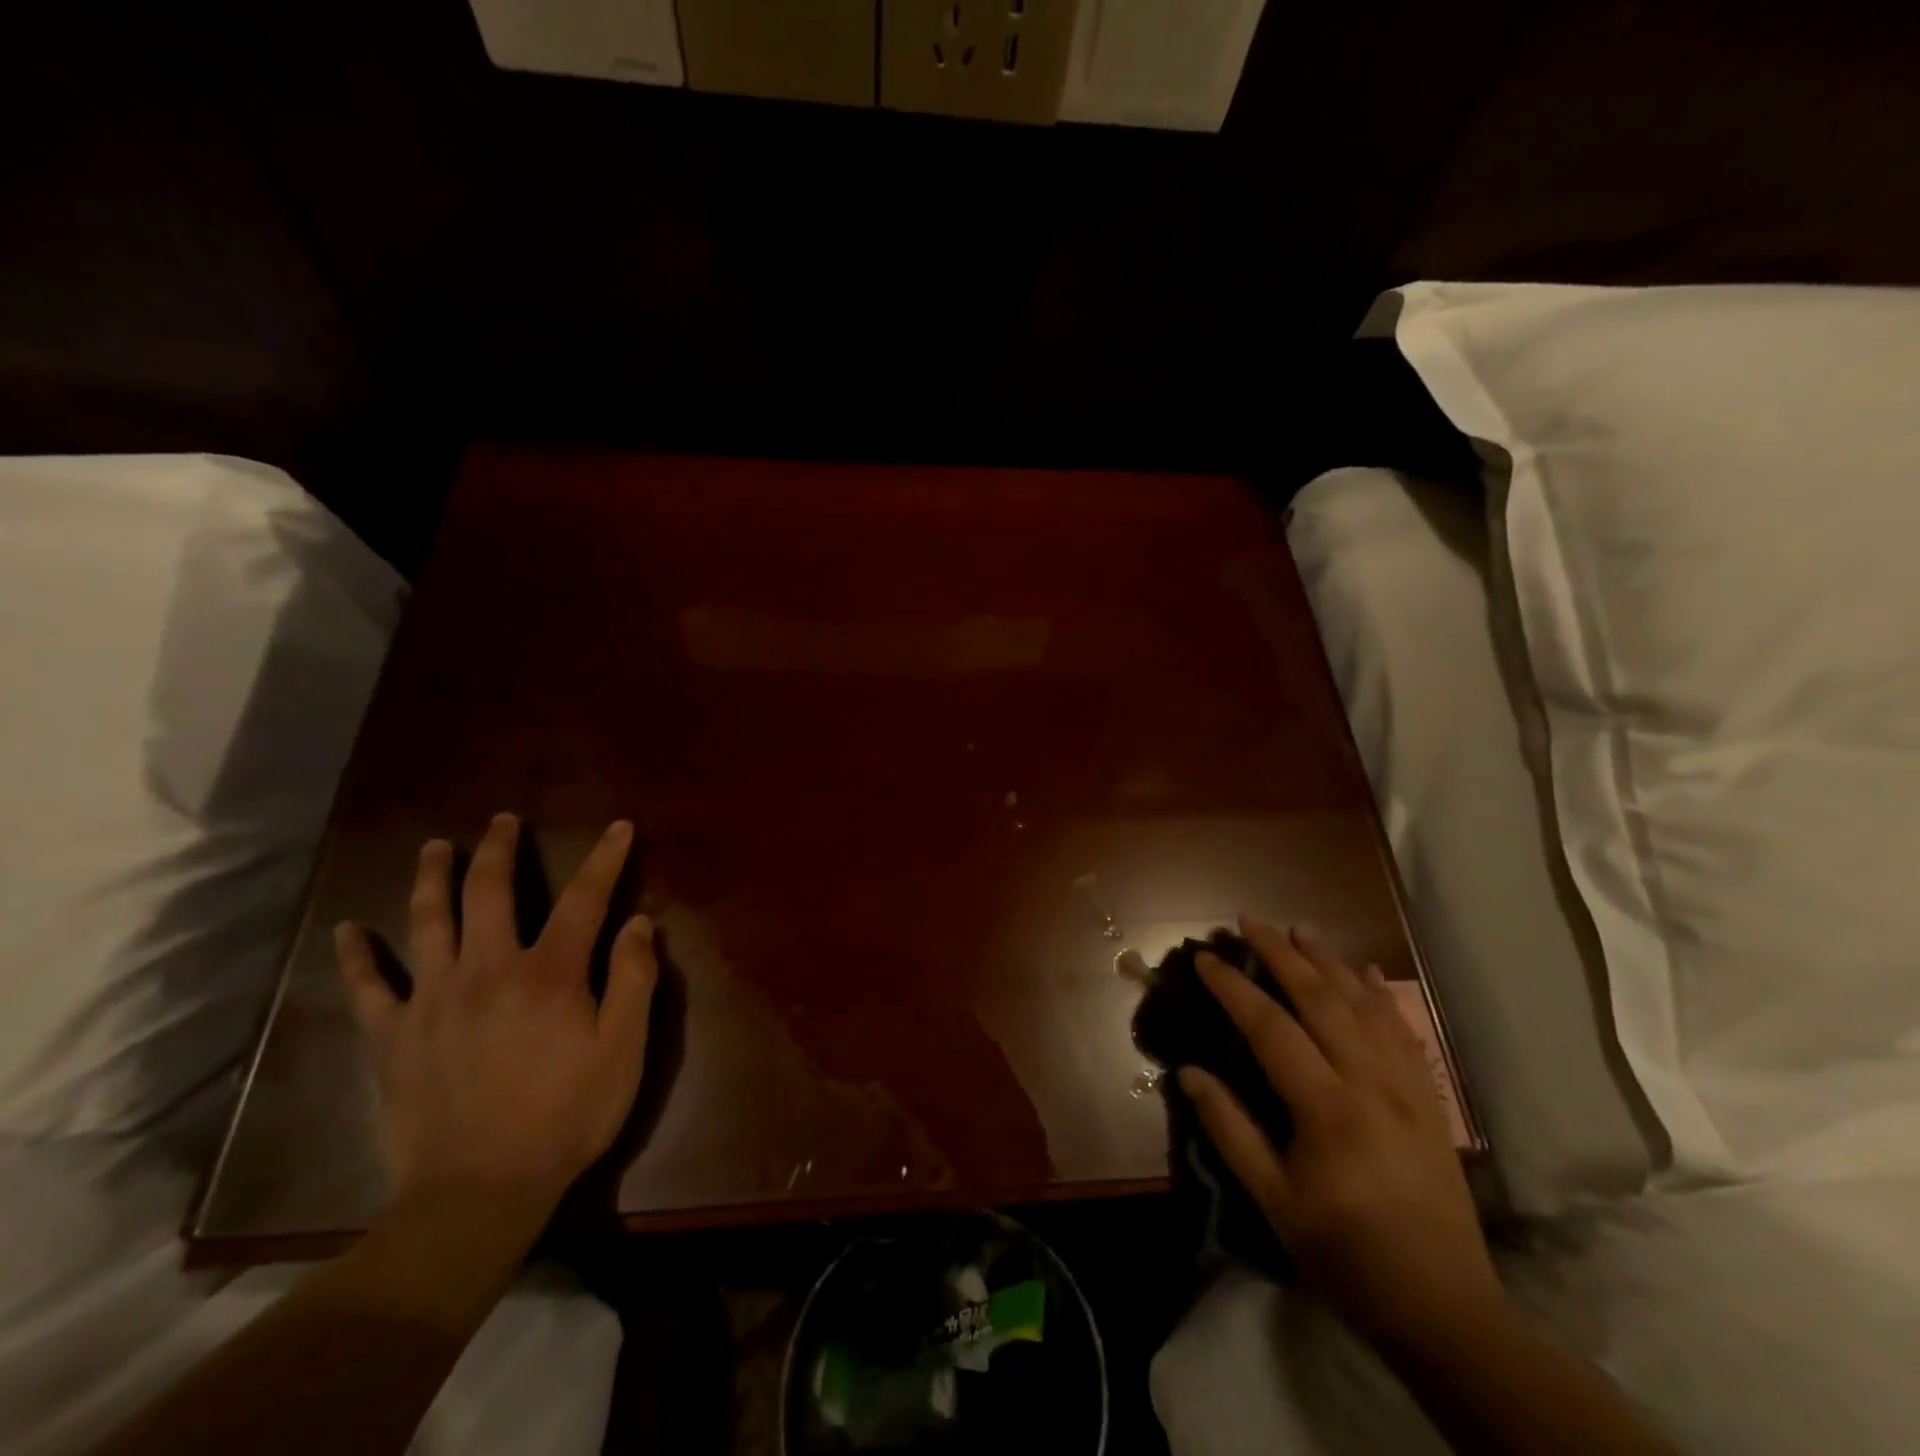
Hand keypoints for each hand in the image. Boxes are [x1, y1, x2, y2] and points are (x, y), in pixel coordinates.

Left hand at [334, 813, 657, 1216]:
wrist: (481, 1191)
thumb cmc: (568, 1115)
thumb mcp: (624, 1049)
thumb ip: (634, 979)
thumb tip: (638, 921)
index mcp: (550, 972)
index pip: (584, 899)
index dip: (605, 859)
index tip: (619, 828)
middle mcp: (488, 969)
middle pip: (491, 892)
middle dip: (500, 849)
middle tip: (503, 821)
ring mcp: (434, 1000)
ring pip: (427, 922)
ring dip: (432, 878)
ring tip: (435, 848)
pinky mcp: (395, 1037)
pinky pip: (368, 988)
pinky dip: (356, 957)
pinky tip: (347, 931)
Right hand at [1180, 916, 1501, 1348]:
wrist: (1446, 1309)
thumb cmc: (1347, 1256)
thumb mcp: (1275, 1202)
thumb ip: (1230, 1131)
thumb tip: (1189, 1073)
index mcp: (1328, 1109)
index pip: (1270, 1028)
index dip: (1233, 987)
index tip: (1205, 958)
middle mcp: (1371, 1084)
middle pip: (1321, 1000)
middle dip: (1281, 954)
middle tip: (1248, 920)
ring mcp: (1408, 1088)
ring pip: (1366, 1005)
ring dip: (1329, 962)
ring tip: (1298, 930)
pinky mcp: (1430, 1101)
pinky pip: (1404, 1032)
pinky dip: (1381, 995)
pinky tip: (1366, 971)